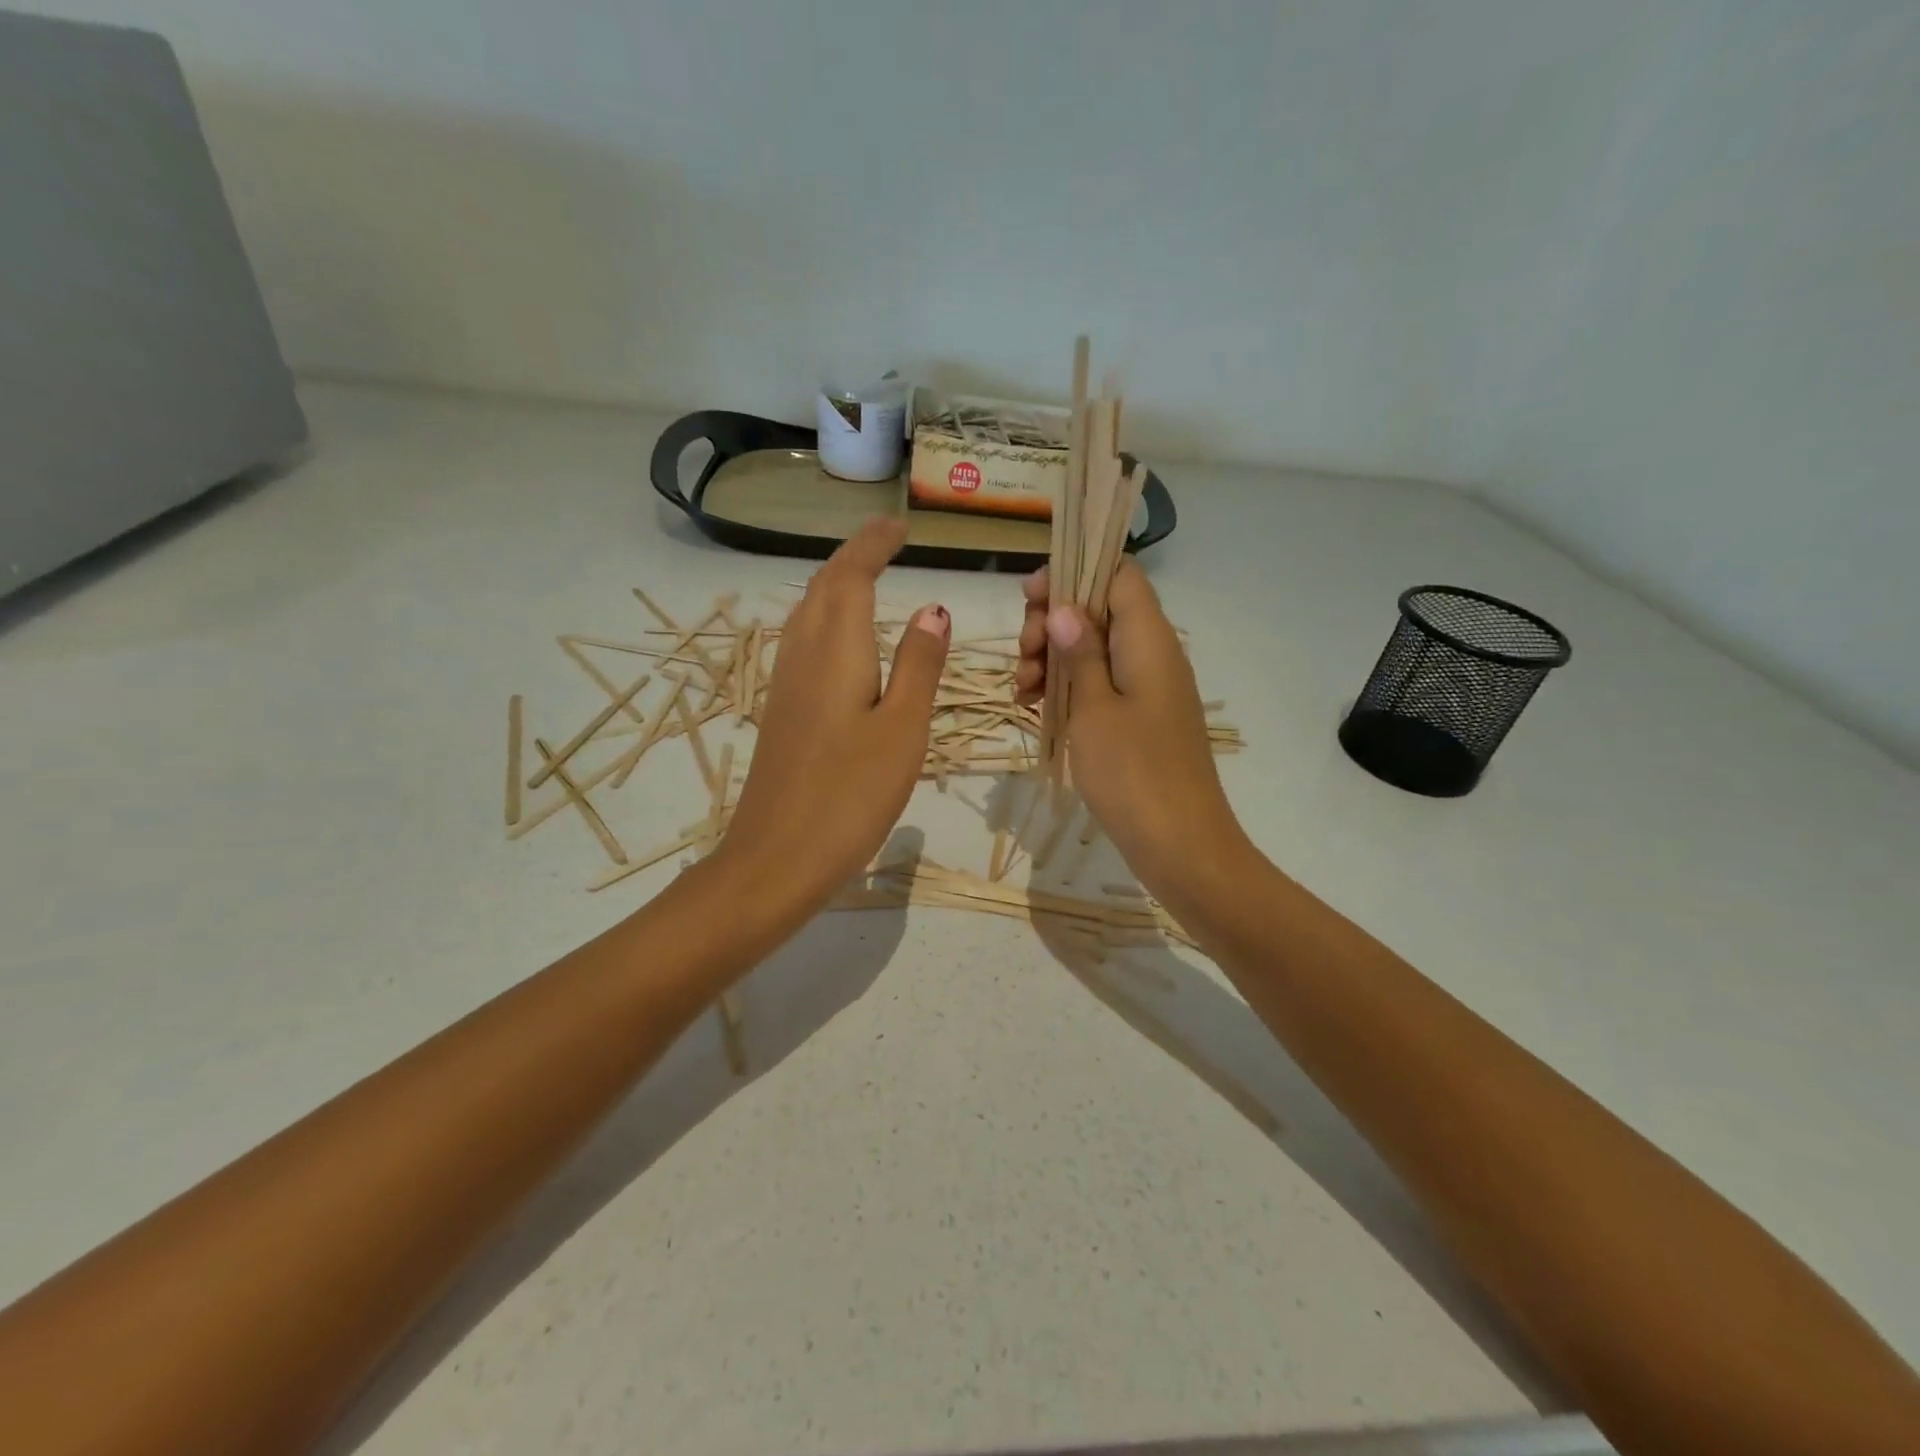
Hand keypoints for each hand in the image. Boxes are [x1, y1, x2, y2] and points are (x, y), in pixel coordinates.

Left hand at [720, 518, 949, 913]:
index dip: (873, 544)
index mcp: (835, 651)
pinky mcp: (781, 713)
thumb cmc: (850, 795)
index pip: (850, 576)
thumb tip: (934, 608)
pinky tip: (843, 643)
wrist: (776, 858)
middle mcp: (802, 656)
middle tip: (888, 543)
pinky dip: (827, 621)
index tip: (900, 526)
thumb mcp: (902, 729)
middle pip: (822, 588)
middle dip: (854, 557)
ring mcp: (785, 686)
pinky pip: (803, 644)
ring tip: (869, 579)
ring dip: (836, 586)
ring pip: (807, 614)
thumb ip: (919, 666)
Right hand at [1015, 561, 1245, 893]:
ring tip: (1022, 691)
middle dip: (1053, 622)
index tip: (1031, 600)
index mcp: (1148, 638)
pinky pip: (1101, 683)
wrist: (1181, 845)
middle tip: (1024, 656)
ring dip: (1053, 658)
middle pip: (1099, 608)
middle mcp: (1153, 653)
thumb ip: (1080, 652)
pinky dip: (1067, 688)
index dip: (1072, 573)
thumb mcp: (1094, 708)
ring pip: (1094, 648)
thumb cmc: (1133, 773)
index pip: (1117, 572)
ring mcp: (1148, 687)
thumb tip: (1066, 607)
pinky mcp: (1141, 718)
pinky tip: (1035, 707)